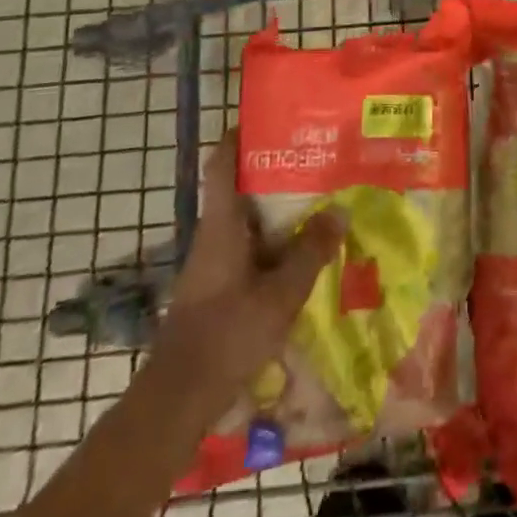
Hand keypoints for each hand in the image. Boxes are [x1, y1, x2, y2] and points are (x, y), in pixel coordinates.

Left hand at [140, 130, 343, 425]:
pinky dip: (276, 243)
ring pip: (248, 222)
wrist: (178, 399)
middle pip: (241, 189)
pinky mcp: (218, 287)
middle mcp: (214, 235)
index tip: (271, 117)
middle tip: (318, 159)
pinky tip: (305, 253)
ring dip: (279, 211)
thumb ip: (310, 251)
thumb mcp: (280, 294)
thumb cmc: (227, 335)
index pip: (222, 163)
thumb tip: (338, 210)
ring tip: (322, 200)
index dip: (240, 135)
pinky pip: (251, 250)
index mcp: (221, 224)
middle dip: (276, 172)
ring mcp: (214, 263)